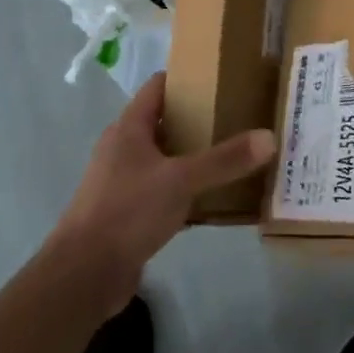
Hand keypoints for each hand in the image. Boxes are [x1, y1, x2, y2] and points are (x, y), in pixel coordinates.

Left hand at [49, 72, 275, 313]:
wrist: (84, 274)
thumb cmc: (128, 211)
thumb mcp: (181, 180)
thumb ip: (225, 160)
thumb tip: (269, 137)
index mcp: (129, 128)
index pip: (158, 87)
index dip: (187, 79)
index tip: (222, 79)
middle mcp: (123, 149)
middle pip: (164, 123)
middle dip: (198, 119)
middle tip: (238, 117)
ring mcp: (123, 182)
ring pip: (165, 159)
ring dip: (193, 157)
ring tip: (232, 155)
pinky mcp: (128, 213)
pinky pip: (163, 192)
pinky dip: (186, 192)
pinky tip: (214, 199)